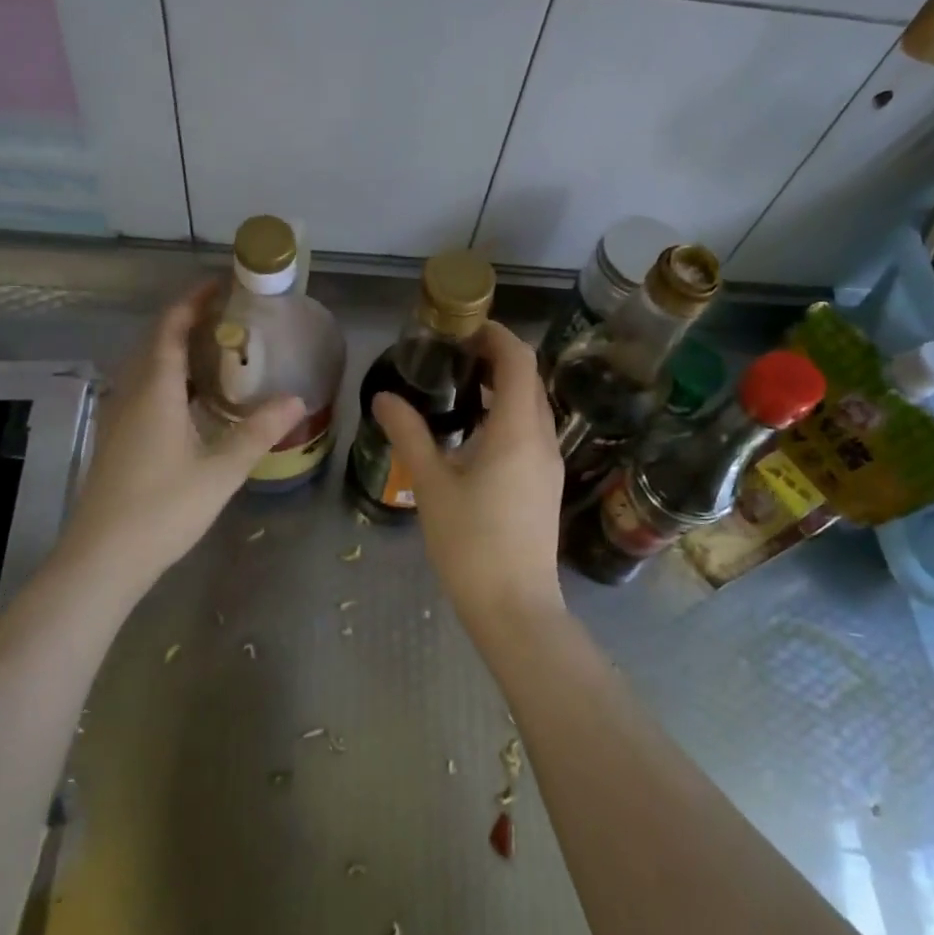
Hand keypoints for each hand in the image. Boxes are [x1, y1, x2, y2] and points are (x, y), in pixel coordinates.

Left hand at [60, 282, 302, 588]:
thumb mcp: (220, 471)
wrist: (102, 559)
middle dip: (187, 322)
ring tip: (217, 352)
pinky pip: (142, 390)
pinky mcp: (115, 439)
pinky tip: (192, 400)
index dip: (192, 301)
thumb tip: (296, 399)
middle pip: (155, 342)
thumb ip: (258, 432)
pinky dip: (168, 378)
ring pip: (146, 368)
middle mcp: (130, 394)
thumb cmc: (162, 509)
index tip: (221, 285)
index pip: (170, 328)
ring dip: (176, 350)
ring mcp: (117, 417)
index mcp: (154, 391)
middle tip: (229, 318)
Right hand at [371, 321, 564, 632]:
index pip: (518, 359)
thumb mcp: (431, 485)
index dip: (496, 334)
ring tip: (461, 386)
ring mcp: (549, 463)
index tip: (463, 327)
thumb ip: (409, 434)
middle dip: (497, 357)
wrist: (515, 607)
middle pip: (529, 378)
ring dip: (504, 386)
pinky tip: (475, 432)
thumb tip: (384, 396)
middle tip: (454, 354)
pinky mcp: (546, 484)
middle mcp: (542, 438)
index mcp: (517, 430)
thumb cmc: (470, 543)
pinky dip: (508, 414)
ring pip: (533, 406)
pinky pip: (532, 431)